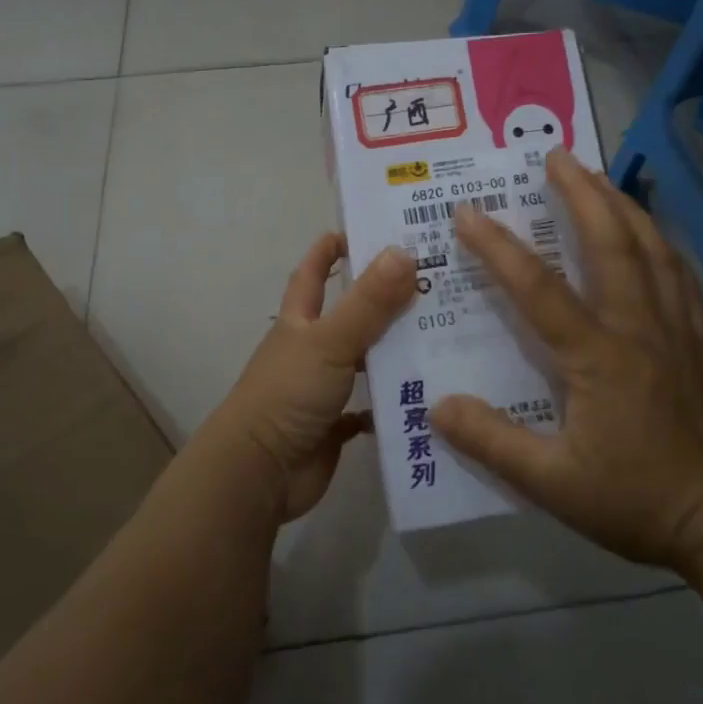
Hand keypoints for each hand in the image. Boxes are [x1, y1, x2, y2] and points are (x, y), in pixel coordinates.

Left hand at [209, 234, 416, 522]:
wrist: (258, 472)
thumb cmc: (287, 394)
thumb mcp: (329, 341)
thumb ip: (367, 302)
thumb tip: (403, 252)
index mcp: (300, 322)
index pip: (312, 274)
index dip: (330, 250)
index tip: (363, 230)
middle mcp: (310, 350)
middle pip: (348, 316)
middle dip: (382, 300)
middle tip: (432, 284)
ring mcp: (321, 389)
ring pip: (364, 361)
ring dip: (394, 351)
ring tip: (444, 336)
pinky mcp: (334, 426)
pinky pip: (369, 408)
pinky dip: (391, 403)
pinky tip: (425, 394)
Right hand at [429, 148, 702, 574]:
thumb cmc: (638, 501)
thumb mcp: (554, 484)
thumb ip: (494, 443)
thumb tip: (439, 407)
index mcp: (600, 356)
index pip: (540, 288)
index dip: (499, 247)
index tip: (468, 211)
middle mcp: (640, 326)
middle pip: (612, 243)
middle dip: (582, 193)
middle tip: (557, 156)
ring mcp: (679, 329)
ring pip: (653, 248)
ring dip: (623, 206)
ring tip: (600, 177)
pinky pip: (680, 273)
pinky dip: (659, 241)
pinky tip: (650, 235)